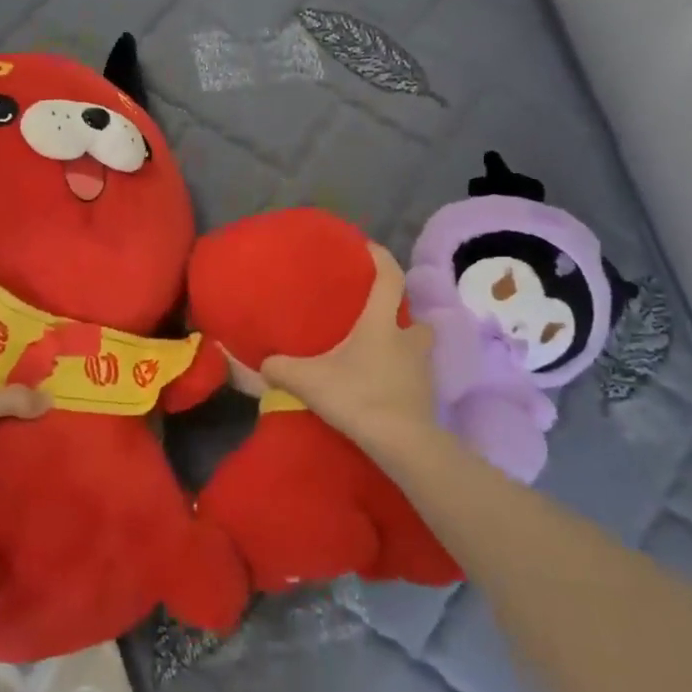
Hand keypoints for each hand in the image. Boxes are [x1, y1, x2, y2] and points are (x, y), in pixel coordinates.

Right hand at [260, 243, 439, 457]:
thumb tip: (264, 364)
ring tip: (377, 356)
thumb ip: (281, 368)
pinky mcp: (427, 397)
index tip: (368, 248)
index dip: (381, 258)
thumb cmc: (357, 396)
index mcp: (381, 323)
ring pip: (418, 347)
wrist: (401, 443)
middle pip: (415, 317)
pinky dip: (402, 376)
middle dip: (400, 314)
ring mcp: (422, 369)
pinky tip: (381, 388)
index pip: (390, 278)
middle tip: (375, 319)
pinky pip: (415, 376)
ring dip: (404, 346)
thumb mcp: (308, 380)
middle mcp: (407, 339)